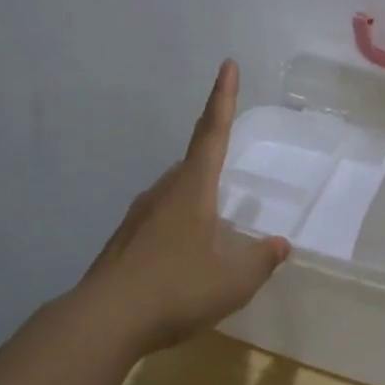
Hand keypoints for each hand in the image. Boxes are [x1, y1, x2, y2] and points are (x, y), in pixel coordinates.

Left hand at [76, 59, 289, 354]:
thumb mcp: (232, 281)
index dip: (224, 98)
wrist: (104, 320)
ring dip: (196, 199)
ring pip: (175, 194)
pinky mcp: (125, 241)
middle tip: (230, 167)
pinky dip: (178, 227)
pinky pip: (160, 220)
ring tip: (214, 228)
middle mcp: (163, 192)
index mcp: (192, 189)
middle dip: (212, 157)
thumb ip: (260, 260)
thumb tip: (280, 244)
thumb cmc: (176, 290)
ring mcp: (139, 215)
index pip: (212, 133)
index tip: (227, 65)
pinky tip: (183, 257)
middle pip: (192, 163)